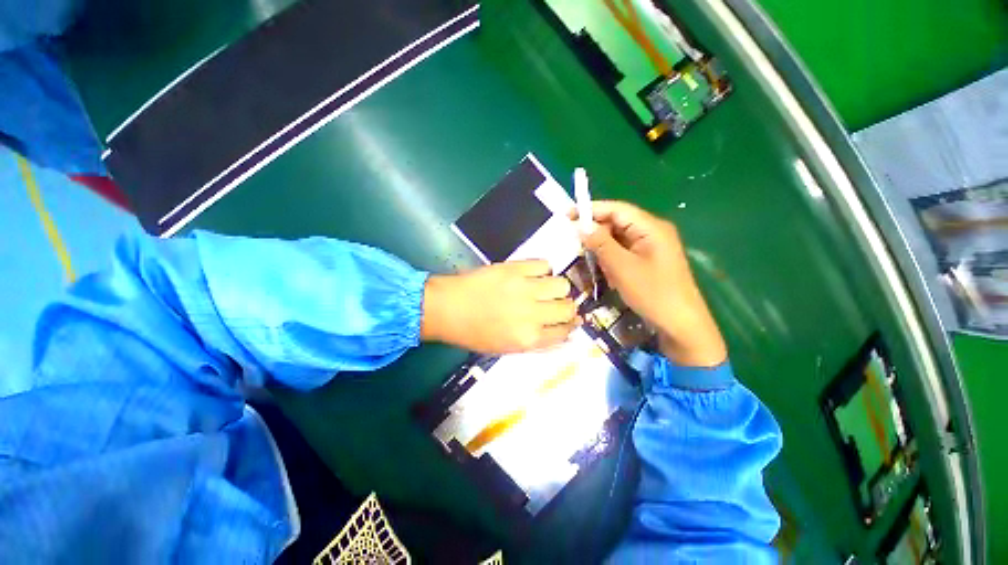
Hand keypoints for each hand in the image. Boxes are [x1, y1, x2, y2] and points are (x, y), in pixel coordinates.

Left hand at [420, 260, 578, 353]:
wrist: (446, 307)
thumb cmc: (473, 332)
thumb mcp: (506, 347)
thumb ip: (536, 342)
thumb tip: (559, 333)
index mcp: (528, 338)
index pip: (564, 332)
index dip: (569, 326)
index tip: (569, 321)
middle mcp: (531, 314)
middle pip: (568, 307)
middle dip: (567, 307)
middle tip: (557, 304)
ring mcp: (524, 288)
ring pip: (562, 284)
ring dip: (557, 288)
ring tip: (545, 288)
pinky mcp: (515, 268)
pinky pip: (543, 264)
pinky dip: (542, 270)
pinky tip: (533, 275)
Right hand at [579, 201, 726, 366]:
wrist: (681, 324)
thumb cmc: (652, 293)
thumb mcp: (621, 267)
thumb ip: (600, 243)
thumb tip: (582, 226)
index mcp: (651, 227)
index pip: (617, 209)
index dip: (591, 210)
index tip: (568, 215)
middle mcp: (652, 232)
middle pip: (618, 223)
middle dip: (596, 232)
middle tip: (574, 242)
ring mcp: (652, 247)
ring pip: (619, 239)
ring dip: (603, 248)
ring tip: (588, 260)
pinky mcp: (649, 261)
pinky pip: (625, 252)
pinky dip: (612, 259)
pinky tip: (605, 272)